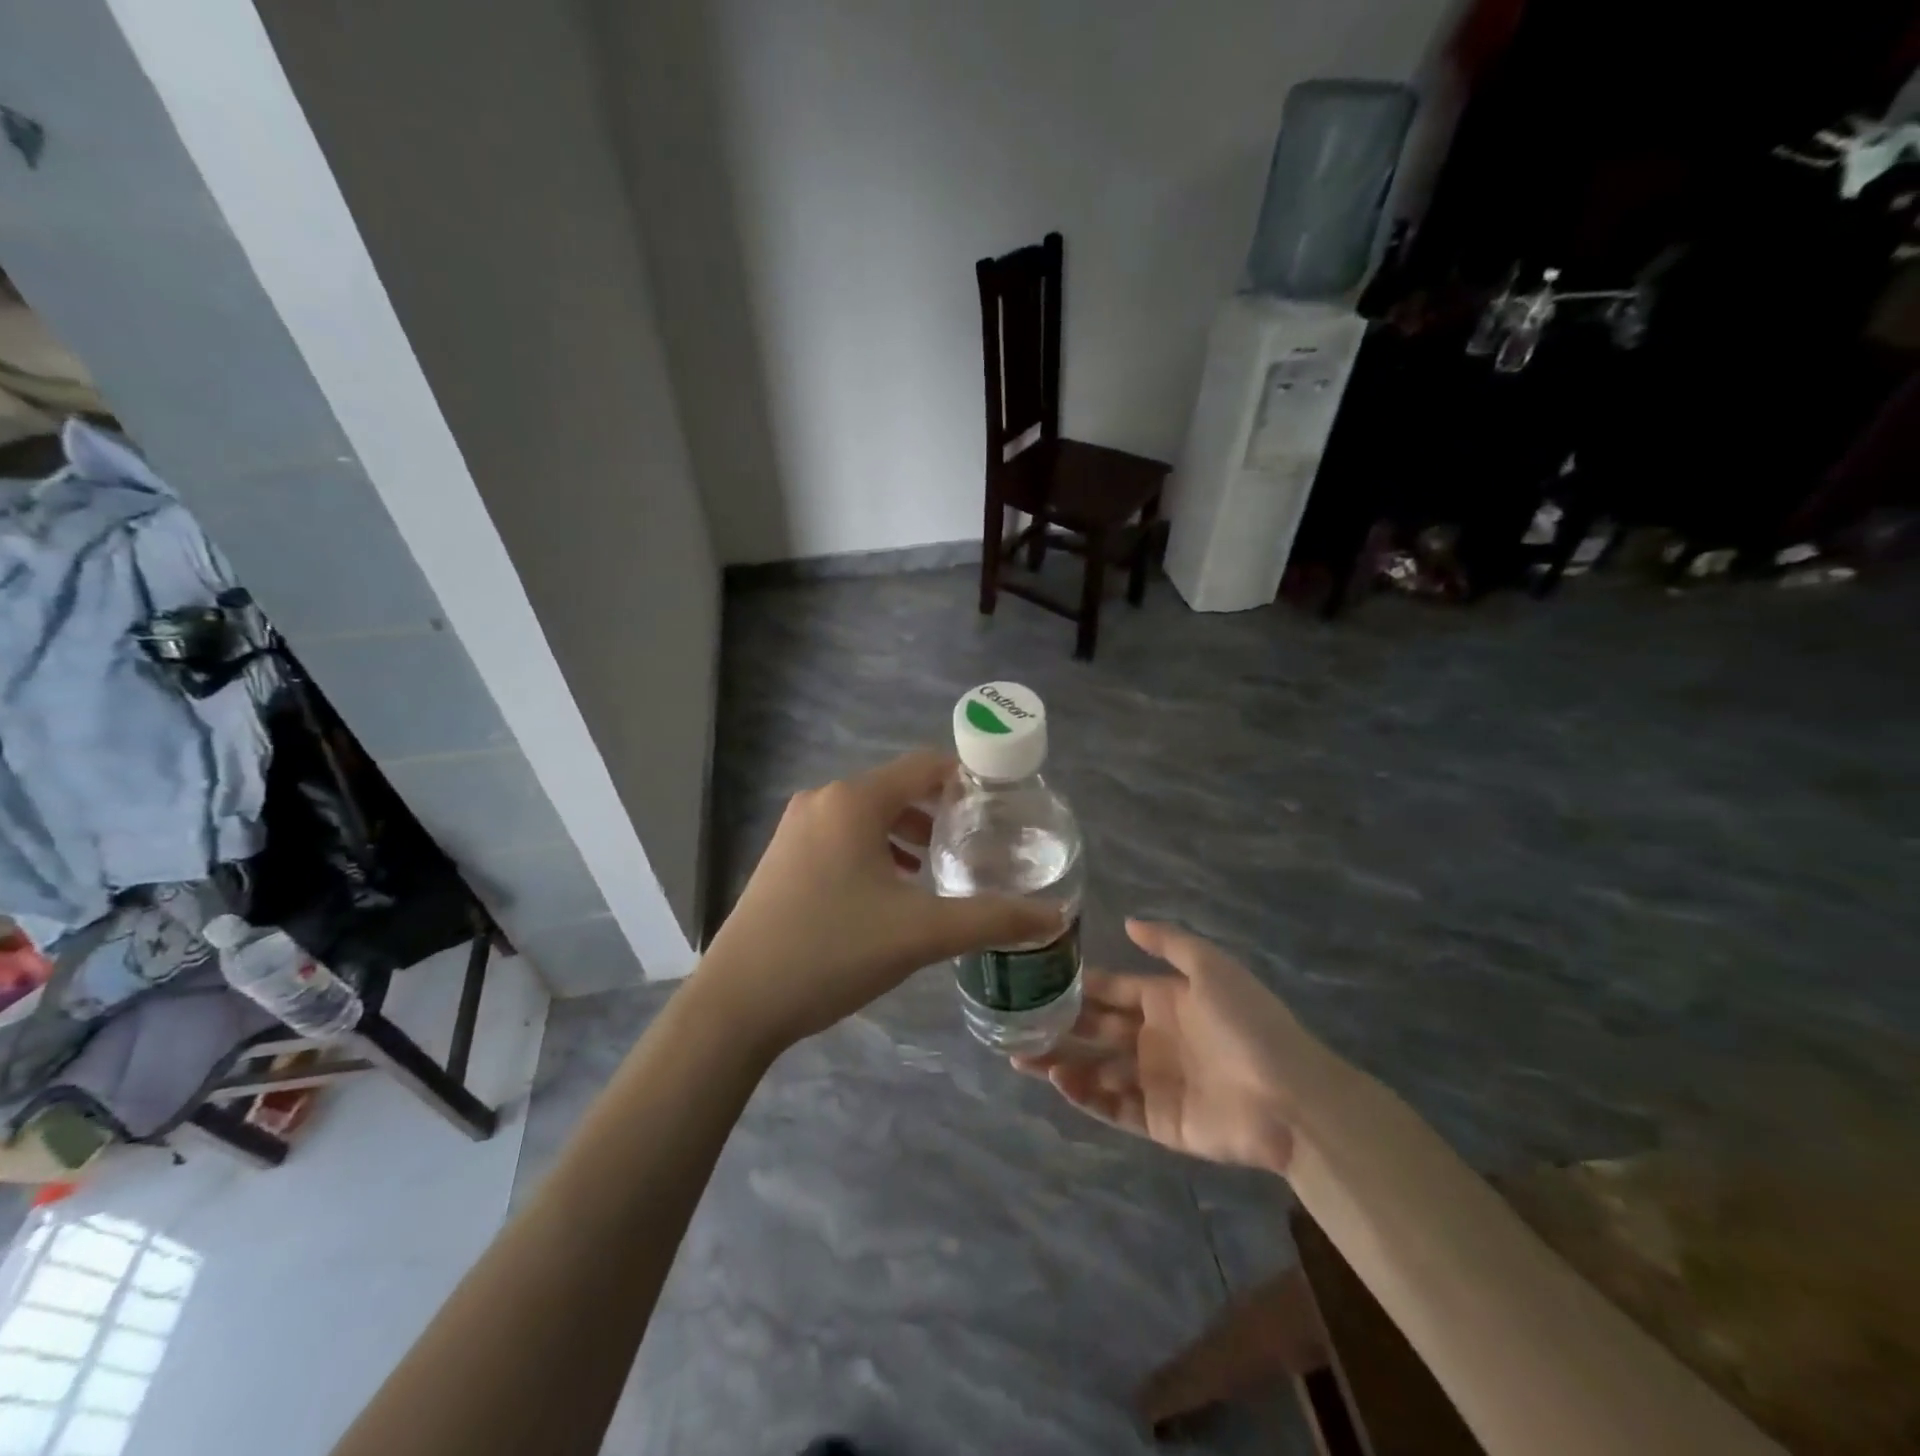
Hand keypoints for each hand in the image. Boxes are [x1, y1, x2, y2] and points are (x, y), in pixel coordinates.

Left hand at [698, 751, 1062, 1052]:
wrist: (737, 1002)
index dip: (968, 779)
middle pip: (898, 788)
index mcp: (854, 801)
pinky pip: (843, 835)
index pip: (925, 766)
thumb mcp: (920, 934)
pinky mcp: (783, 856)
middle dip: (940, 811)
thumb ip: (991, 920)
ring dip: (908, 832)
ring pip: (869, 814)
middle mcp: (823, 800)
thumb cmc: (832, 952)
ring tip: (939, 866)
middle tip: (978, 843)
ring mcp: (796, 827)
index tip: (1003, 806)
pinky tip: (892, 887)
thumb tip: (1054, 918)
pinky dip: (876, 848)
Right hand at [1015, 920, 1325, 1173]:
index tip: (1038, 980)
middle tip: (1016, 1023)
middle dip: (1059, 1026)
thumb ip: (1169, 943)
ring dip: (1061, 1063)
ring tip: (1021, 1058)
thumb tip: (1128, 922)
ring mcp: (1155, 1081)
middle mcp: (1153, 1039)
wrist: (1291, 1098)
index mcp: (1165, 1001)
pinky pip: (1114, 1107)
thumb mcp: (1212, 968)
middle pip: (1096, 1031)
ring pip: (1097, 1070)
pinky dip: (1086, 1097)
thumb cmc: (1249, 1025)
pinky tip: (1060, 1081)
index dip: (1078, 986)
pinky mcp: (1159, 1121)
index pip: (1111, 990)